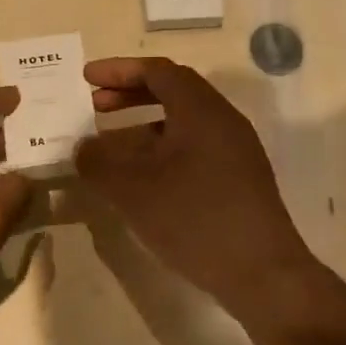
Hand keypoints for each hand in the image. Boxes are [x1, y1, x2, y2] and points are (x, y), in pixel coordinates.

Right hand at [75, 57, 328, 321]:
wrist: (262, 274)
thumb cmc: (194, 219)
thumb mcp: (133, 190)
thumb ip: (99, 162)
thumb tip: (82, 147)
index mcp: (201, 110)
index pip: (158, 71)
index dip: (119, 70)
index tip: (86, 78)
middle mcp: (222, 121)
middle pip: (172, 92)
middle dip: (129, 95)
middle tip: (93, 106)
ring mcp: (235, 150)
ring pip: (182, 123)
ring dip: (142, 126)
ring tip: (108, 146)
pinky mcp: (238, 178)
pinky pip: (193, 147)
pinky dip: (160, 150)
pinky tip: (140, 178)